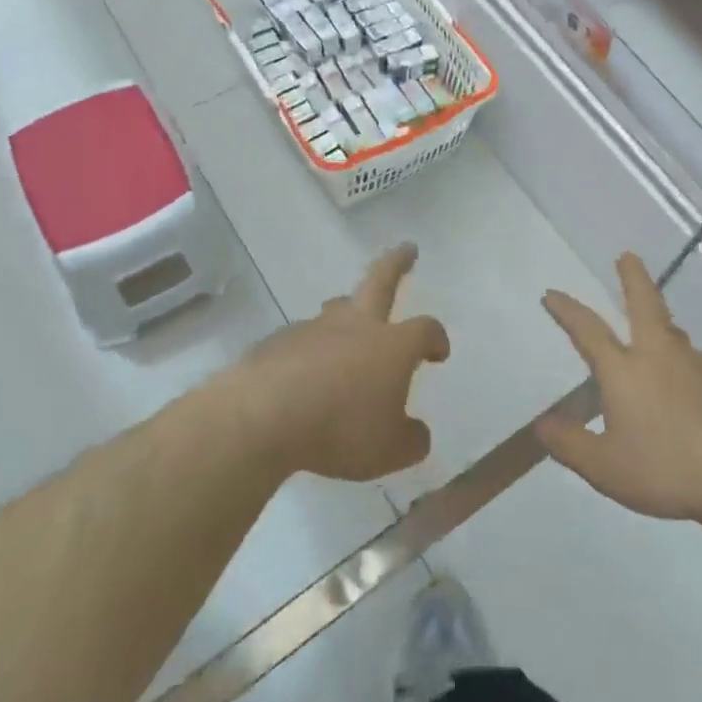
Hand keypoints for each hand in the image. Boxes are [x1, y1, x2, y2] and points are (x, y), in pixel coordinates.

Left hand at [248, 243, 449, 481]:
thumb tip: (417, 433)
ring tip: (349, 320)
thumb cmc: (340, 429)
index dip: (436, 338)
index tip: (438, 353)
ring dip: (348, 309)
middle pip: (381, 280)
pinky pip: (303, 339)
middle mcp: (356, 325)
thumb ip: (410, 440)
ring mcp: (315, 328)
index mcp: (392, 345)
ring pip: (337, 307)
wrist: (263, 416)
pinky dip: (311, 350)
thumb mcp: (389, 451)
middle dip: (397, 263)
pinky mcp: (279, 341)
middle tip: (407, 249)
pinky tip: (304, 374)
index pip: (425, 329)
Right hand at [537, 253, 701, 523]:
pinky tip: (693, 391)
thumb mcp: (605, 468)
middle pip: (644, 302)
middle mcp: (659, 354)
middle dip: (633, 277)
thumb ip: (570, 444)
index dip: (567, 310)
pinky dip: (688, 368)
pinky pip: (700, 365)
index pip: (588, 330)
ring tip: (657, 337)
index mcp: (624, 370)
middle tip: (627, 256)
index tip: (552, 294)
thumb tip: (541, 425)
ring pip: (674, 333)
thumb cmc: (666, 470)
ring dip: (661, 326)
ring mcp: (697, 362)